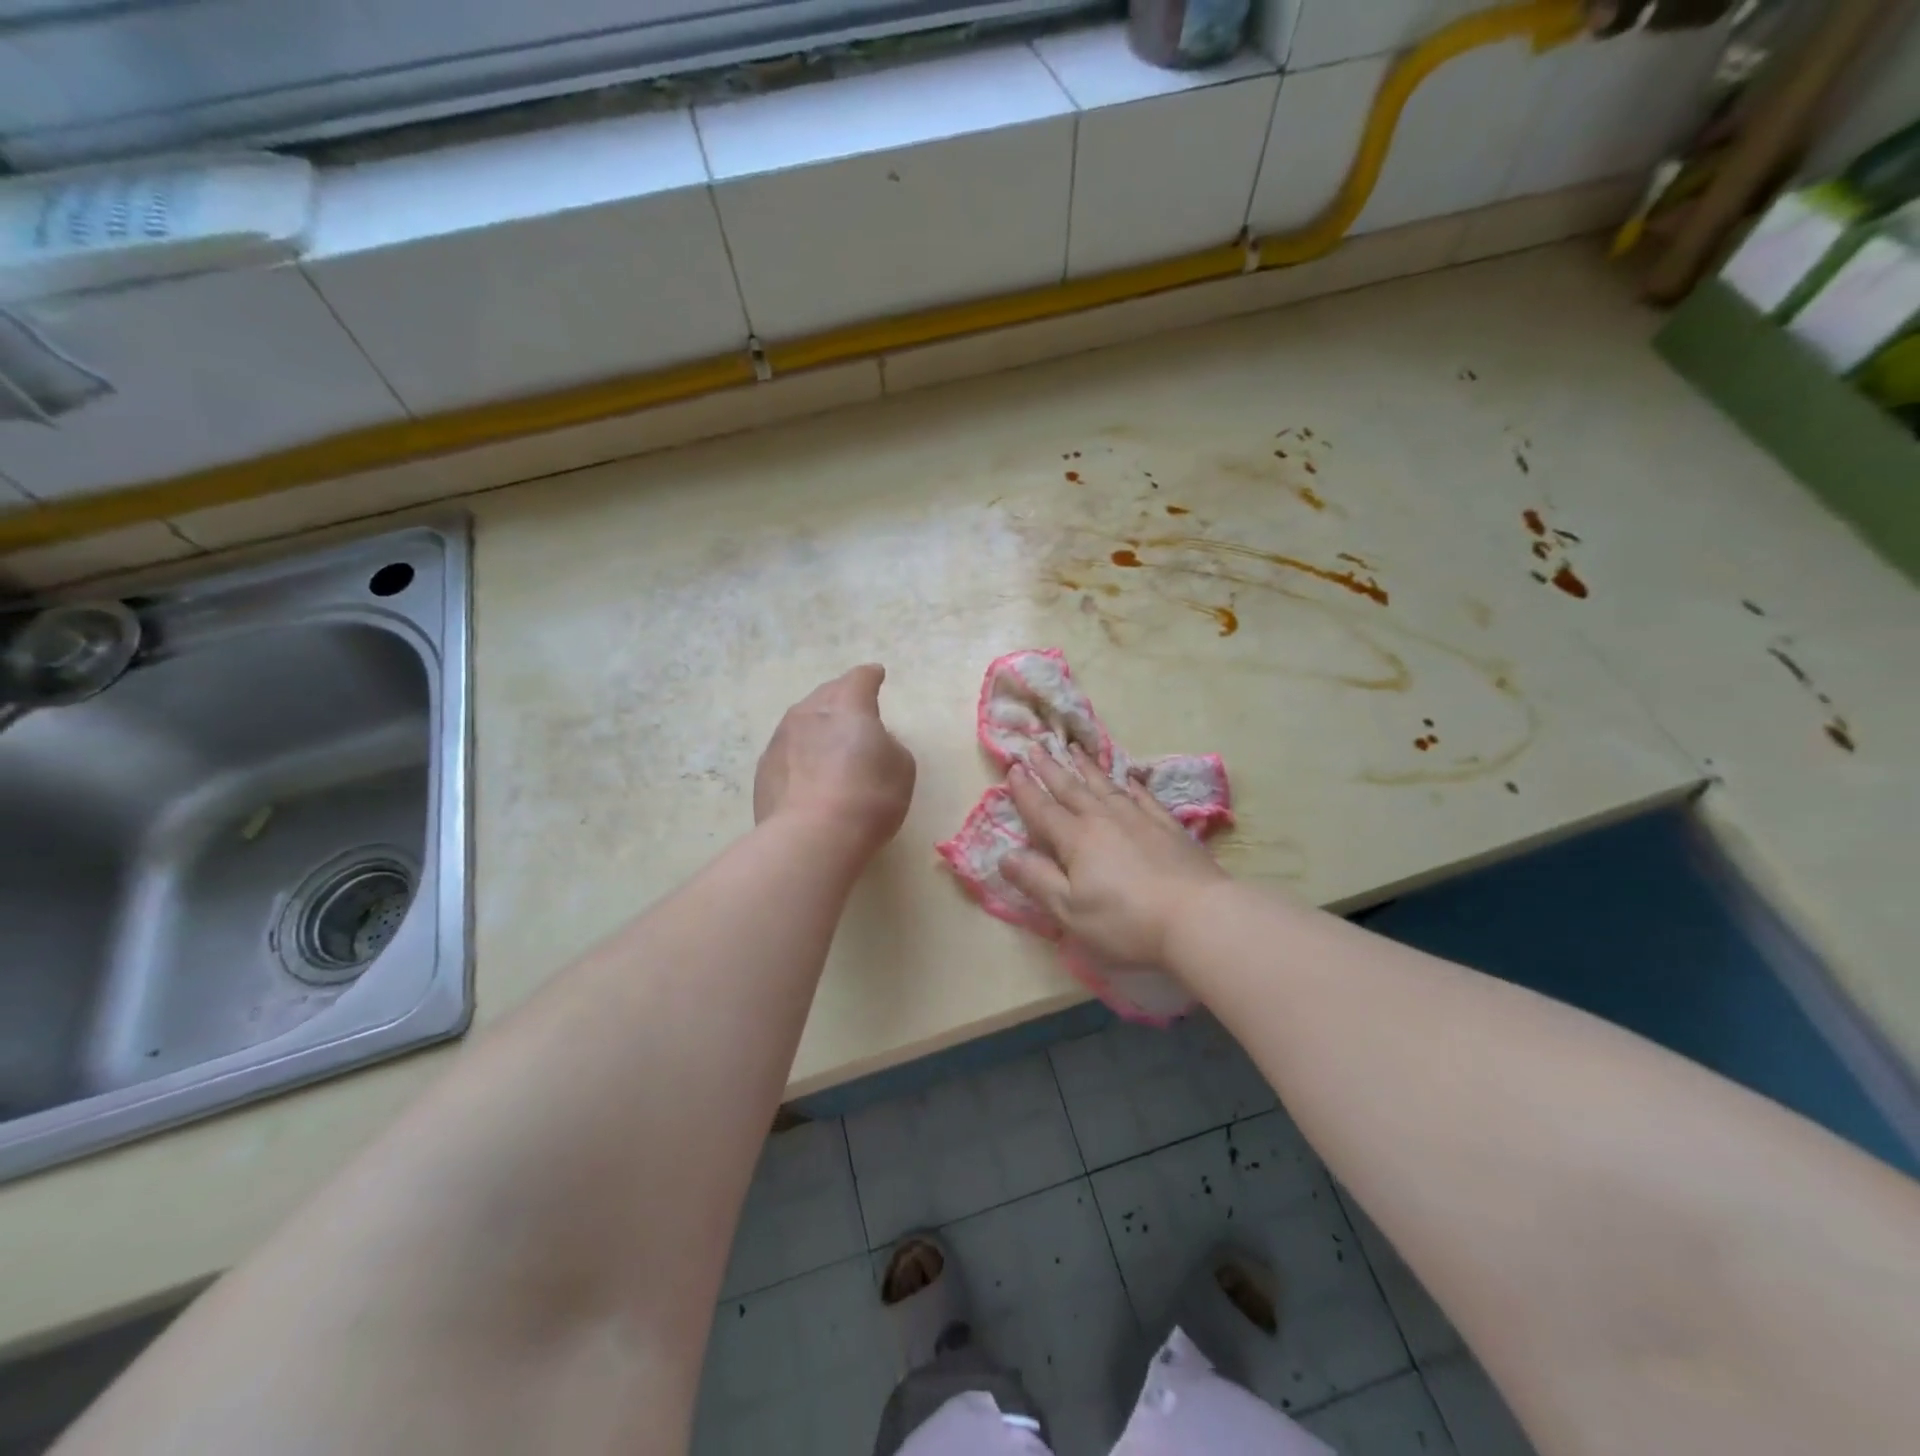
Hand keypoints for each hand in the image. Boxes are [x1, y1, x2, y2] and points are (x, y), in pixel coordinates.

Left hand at [754, 665, 916, 855]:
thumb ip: (889, 745)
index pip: (860, 678)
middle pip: (827, 694)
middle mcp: (808, 712)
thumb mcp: (901, 768)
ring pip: (802, 721)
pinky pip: (787, 751)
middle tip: (855, 711)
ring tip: (830, 745)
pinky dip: (800, 755)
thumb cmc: (868, 797)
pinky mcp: (763, 770)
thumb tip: (872, 742)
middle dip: (842, 697)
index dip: (871, 677)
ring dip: (818, 727)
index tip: (876, 675)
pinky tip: (809, 774)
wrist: (811, 838)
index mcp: (847, 705)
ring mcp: (780, 739)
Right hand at [1003, 744, 1228, 966]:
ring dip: (1087, 767)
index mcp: (1076, 840)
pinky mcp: (1169, 827)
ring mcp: (1140, 819)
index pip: (1043, 810)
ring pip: (1106, 786)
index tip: (1013, 767)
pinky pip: (1143, 797)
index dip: (1026, 790)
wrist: (1198, 916)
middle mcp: (1104, 820)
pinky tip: (1128, 777)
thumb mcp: (1070, 910)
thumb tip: (1005, 855)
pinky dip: (1131, 784)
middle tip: (1036, 746)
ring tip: (1074, 749)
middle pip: (1072, 789)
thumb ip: (1037, 880)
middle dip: (1051, 768)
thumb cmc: (1126, 921)